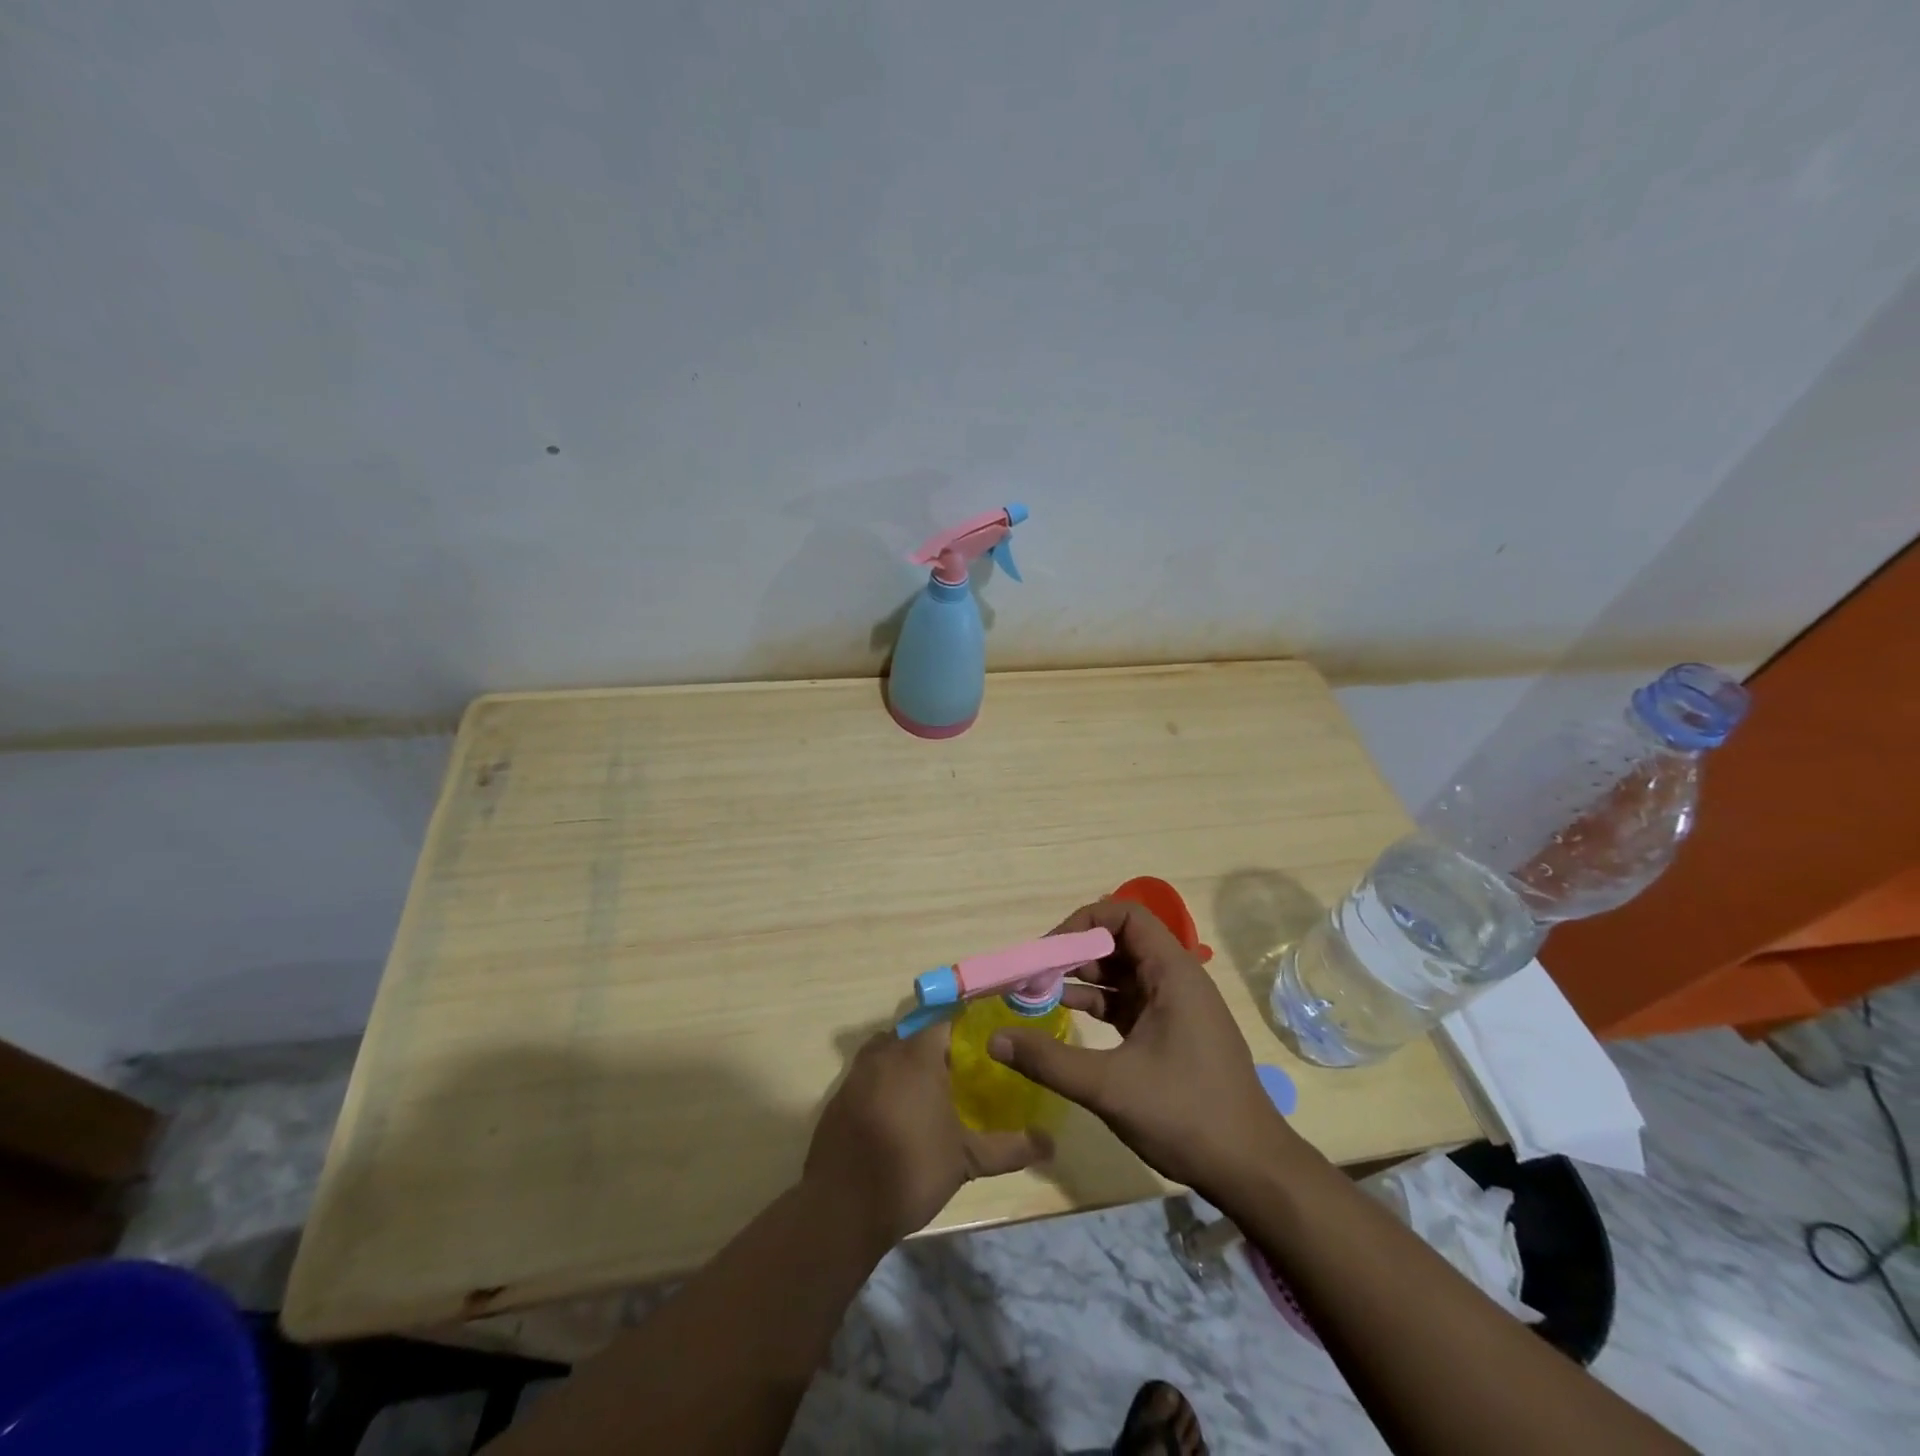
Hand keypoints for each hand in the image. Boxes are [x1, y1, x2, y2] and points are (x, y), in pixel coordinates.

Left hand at [803, 1023, 1051, 1250]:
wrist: (842, 1208)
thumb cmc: (911, 1170)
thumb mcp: (967, 1160)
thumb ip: (1009, 1148)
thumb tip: (1051, 1144)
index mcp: (917, 1055)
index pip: (944, 1021)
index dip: (965, 1028)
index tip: (984, 1042)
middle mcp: (884, 1053)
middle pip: (915, 1034)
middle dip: (937, 1048)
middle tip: (962, 1072)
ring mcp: (857, 1074)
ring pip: (889, 1052)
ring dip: (908, 1064)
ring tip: (932, 1092)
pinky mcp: (839, 1097)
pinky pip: (869, 1075)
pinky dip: (885, 1084)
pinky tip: (900, 1114)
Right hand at [988, 899, 1298, 1191]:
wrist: (1252, 1170)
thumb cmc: (1186, 1115)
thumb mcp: (1110, 1087)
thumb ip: (1049, 1061)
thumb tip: (995, 1040)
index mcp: (1172, 973)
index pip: (1126, 916)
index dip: (1084, 923)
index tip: (1050, 951)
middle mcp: (1176, 980)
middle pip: (1121, 942)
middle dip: (1076, 953)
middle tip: (1035, 975)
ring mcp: (1176, 1007)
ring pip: (1123, 973)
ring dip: (1084, 979)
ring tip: (1041, 994)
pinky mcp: (1172, 1032)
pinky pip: (1129, 1002)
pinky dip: (1099, 1004)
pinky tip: (1067, 1017)